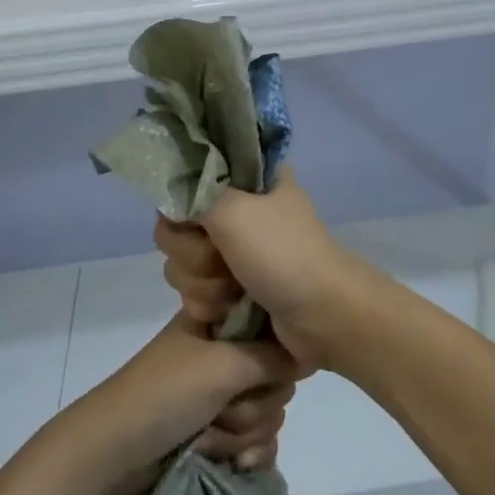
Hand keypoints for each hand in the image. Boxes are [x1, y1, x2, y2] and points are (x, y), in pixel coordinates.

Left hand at [60, 313, 296, 492]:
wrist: (113, 453)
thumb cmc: (165, 393)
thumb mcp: (223, 364)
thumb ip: (272, 357)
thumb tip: (305, 353)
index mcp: (219, 325)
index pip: (272, 329)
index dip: (276, 351)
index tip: (269, 367)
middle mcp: (222, 356)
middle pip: (275, 377)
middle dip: (256, 402)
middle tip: (226, 407)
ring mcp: (219, 398)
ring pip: (268, 413)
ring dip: (244, 433)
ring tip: (211, 439)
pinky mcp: (218, 436)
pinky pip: (258, 443)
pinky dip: (248, 455)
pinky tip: (235, 467)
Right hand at [153, 167, 368, 372]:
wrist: (322, 316)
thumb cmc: (283, 253)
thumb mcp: (234, 210)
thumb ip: (193, 195)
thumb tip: (171, 190)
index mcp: (246, 179)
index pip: (188, 178)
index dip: (184, 201)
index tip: (196, 218)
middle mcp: (237, 210)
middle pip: (177, 227)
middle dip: (193, 253)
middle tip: (223, 258)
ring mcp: (234, 251)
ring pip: (181, 264)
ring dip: (203, 284)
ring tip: (234, 290)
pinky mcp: (231, 287)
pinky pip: (193, 292)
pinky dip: (209, 304)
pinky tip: (230, 311)